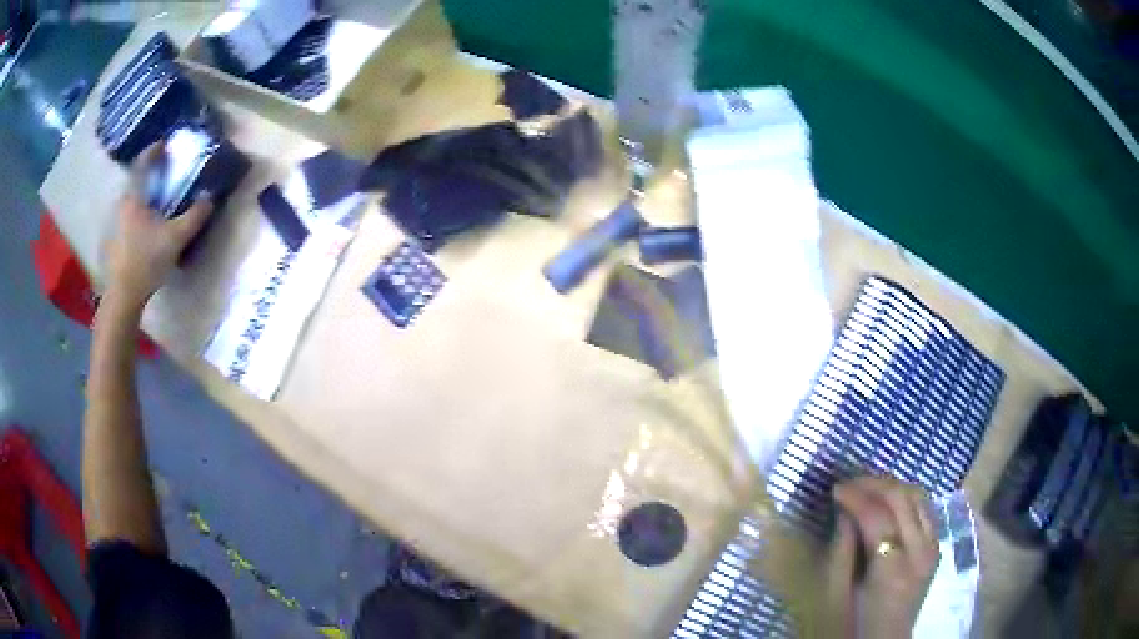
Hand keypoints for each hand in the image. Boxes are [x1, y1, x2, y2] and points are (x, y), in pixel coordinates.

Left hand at [104, 145, 212, 310]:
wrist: (122, 297)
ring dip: (142, 197)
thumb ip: (194, 216)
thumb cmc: (147, 261)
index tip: (164, 144)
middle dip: (148, 177)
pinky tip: (143, 229)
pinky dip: (135, 216)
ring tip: (154, 203)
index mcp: (134, 197)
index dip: (154, 151)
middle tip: (162, 176)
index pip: (142, 163)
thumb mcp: (176, 238)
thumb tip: (210, 198)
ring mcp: (114, 225)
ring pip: (130, 202)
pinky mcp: (113, 242)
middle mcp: (122, 205)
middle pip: (135, 182)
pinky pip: (126, 219)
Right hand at [824, 476, 939, 638]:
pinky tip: (888, 502)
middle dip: (874, 484)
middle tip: (849, 483)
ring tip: (867, 488)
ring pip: (918, 496)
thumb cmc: (855, 623)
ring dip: (892, 486)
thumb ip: (843, 549)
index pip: (878, 518)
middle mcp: (920, 552)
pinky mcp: (936, 545)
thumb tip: (845, 510)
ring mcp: (933, 547)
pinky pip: (925, 508)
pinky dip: (906, 497)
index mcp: (893, 571)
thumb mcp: (838, 592)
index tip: (835, 488)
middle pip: (903, 499)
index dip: (856, 497)